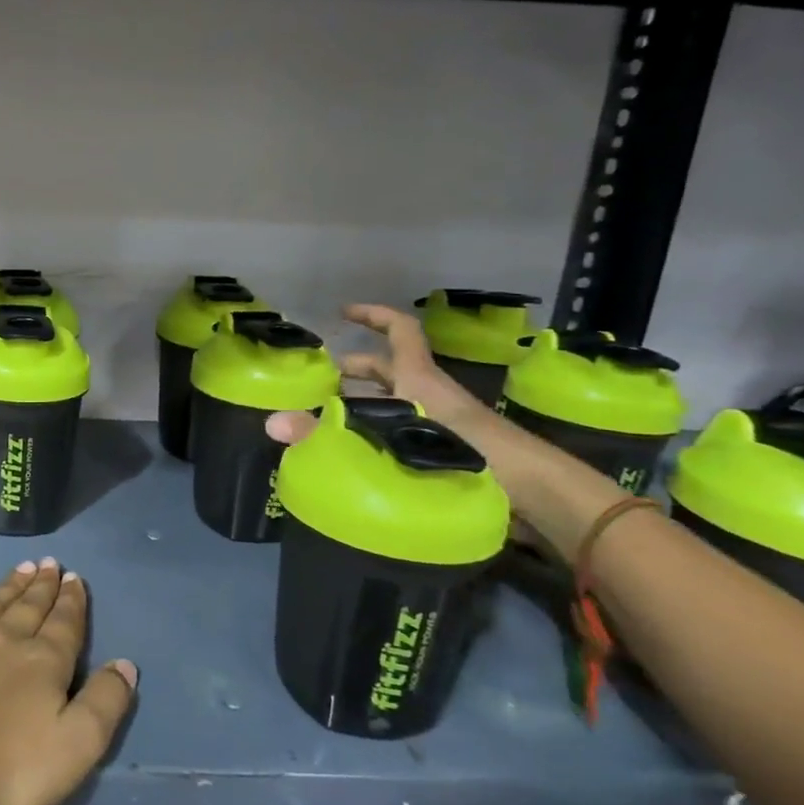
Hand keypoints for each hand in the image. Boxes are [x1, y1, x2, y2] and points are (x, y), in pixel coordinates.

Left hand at [0, 560, 136, 804]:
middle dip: (43, 586)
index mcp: (42, 663)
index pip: (65, 626)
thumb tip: (126, 663)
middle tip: (51, 563)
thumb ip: (104, 704)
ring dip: (9, 585)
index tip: (76, 578)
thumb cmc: (2, 769)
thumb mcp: (74, 749)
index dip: (73, 603)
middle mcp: (2, 639)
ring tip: (23, 566)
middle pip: (28, 607)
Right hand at [267, 302, 482, 446]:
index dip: (372, 315)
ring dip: (366, 402)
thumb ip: (330, 432)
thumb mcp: (392, 434)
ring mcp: (440, 419)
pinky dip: (382, 429)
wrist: (530, 491)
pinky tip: (362, 451)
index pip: (399, 329)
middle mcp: (428, 391)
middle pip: (390, 368)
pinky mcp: (447, 447)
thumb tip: (272, 425)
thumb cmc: (465, 449)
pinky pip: (406, 426)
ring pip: (396, 400)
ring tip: (333, 418)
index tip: (342, 314)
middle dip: (355, 369)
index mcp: (418, 376)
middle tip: (320, 383)